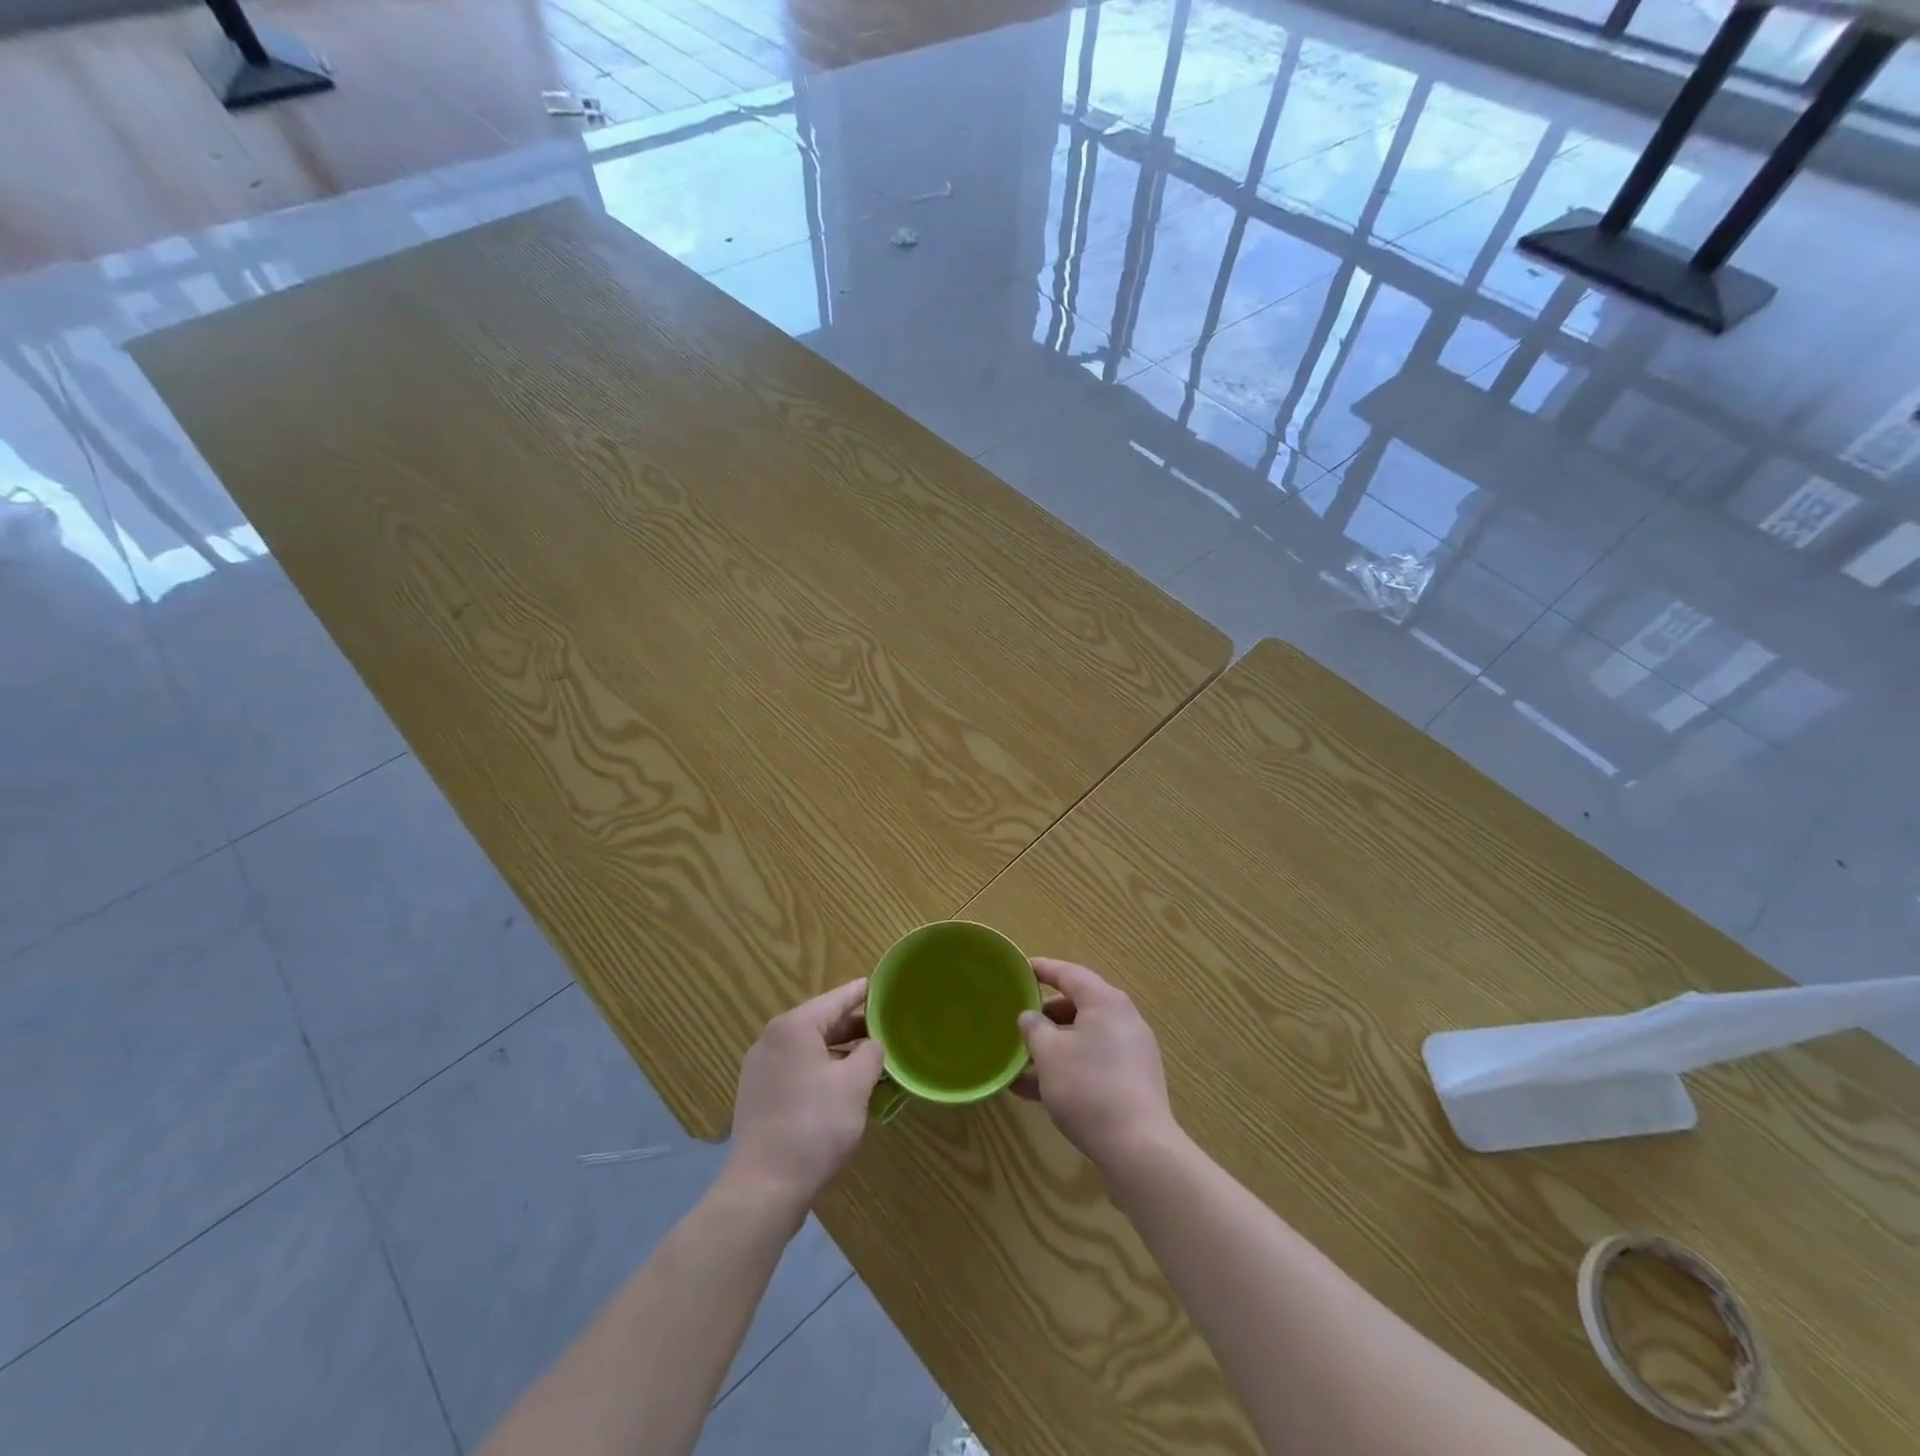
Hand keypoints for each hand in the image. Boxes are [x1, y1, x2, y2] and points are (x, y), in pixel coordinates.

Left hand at [726, 978, 885, 1216]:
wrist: (763, 1189)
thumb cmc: (814, 1126)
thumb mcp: (855, 1085)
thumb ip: (871, 1053)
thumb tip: (874, 1043)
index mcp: (794, 1027)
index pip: (837, 998)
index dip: (864, 993)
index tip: (887, 987)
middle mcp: (772, 1040)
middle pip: (822, 1023)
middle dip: (856, 1029)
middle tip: (889, 1031)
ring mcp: (761, 1069)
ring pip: (810, 1049)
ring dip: (841, 1054)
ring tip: (873, 1063)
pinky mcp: (759, 1096)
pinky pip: (798, 1071)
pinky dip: (823, 1072)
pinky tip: (845, 1090)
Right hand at [1014, 958, 1178, 1172]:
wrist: (1138, 1148)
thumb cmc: (1088, 1088)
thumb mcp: (1049, 1053)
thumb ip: (1034, 1028)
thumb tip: (1030, 1017)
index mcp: (1105, 1002)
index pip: (1069, 974)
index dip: (1043, 969)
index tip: (1021, 969)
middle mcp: (1123, 1020)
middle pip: (1078, 1006)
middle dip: (1046, 1015)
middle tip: (1019, 1021)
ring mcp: (1131, 1053)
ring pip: (1084, 1039)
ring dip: (1053, 1048)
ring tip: (1019, 1063)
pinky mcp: (1133, 1082)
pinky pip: (1093, 1063)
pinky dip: (1068, 1068)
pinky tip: (1037, 1092)